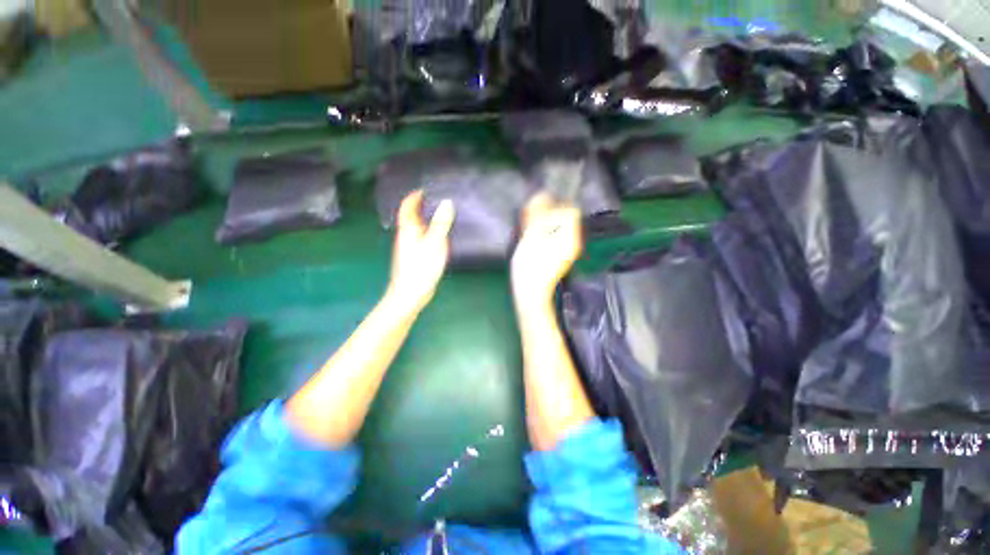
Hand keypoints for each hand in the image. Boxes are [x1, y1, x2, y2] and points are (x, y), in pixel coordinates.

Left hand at [386, 191, 454, 313]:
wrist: (410, 293)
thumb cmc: (421, 267)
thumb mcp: (434, 243)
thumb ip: (441, 223)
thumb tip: (446, 203)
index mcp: (408, 229)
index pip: (407, 207)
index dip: (413, 196)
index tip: (424, 189)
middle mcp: (406, 236)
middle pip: (410, 216)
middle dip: (420, 206)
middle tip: (436, 200)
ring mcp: (409, 247)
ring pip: (416, 227)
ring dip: (425, 219)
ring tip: (440, 215)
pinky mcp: (414, 257)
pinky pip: (420, 238)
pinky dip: (428, 231)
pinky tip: (438, 237)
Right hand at [511, 194, 582, 306]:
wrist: (530, 293)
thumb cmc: (530, 265)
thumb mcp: (532, 236)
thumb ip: (538, 214)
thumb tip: (542, 194)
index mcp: (570, 236)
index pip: (570, 210)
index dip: (554, 207)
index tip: (537, 212)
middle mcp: (572, 241)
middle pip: (563, 219)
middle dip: (546, 215)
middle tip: (529, 221)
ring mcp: (565, 250)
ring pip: (556, 228)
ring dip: (542, 225)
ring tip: (527, 231)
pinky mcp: (557, 257)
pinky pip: (552, 238)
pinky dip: (542, 235)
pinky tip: (530, 240)